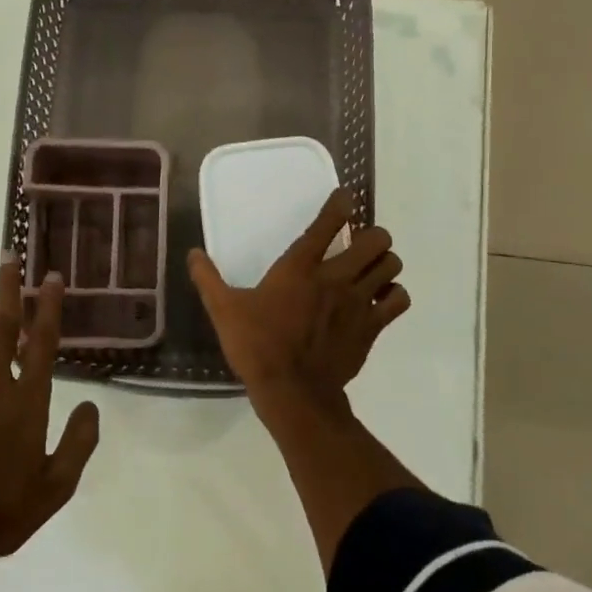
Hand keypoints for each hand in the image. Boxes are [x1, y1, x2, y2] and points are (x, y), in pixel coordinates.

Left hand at [0, 258, 100, 591]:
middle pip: (0, 325)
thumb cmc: (1, 512)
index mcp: (26, 401)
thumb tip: (92, 406)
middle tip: (11, 258)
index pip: (42, 342)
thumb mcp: (56, 488)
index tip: (52, 278)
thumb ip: (79, 443)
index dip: (48, 306)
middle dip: (8, 288)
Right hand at [187, 189, 410, 431]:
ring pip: (391, 265)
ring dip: (384, 263)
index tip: (345, 197)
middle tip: (359, 244)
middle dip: (373, 236)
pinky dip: (393, 296)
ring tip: (371, 269)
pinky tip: (380, 300)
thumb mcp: (224, 310)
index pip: (329, 222)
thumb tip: (192, 253)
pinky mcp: (372, 327)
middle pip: (376, 239)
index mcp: (300, 267)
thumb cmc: (257, 346)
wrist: (292, 393)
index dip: (342, 203)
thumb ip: (208, 278)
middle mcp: (335, 277)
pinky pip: (398, 301)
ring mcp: (358, 302)